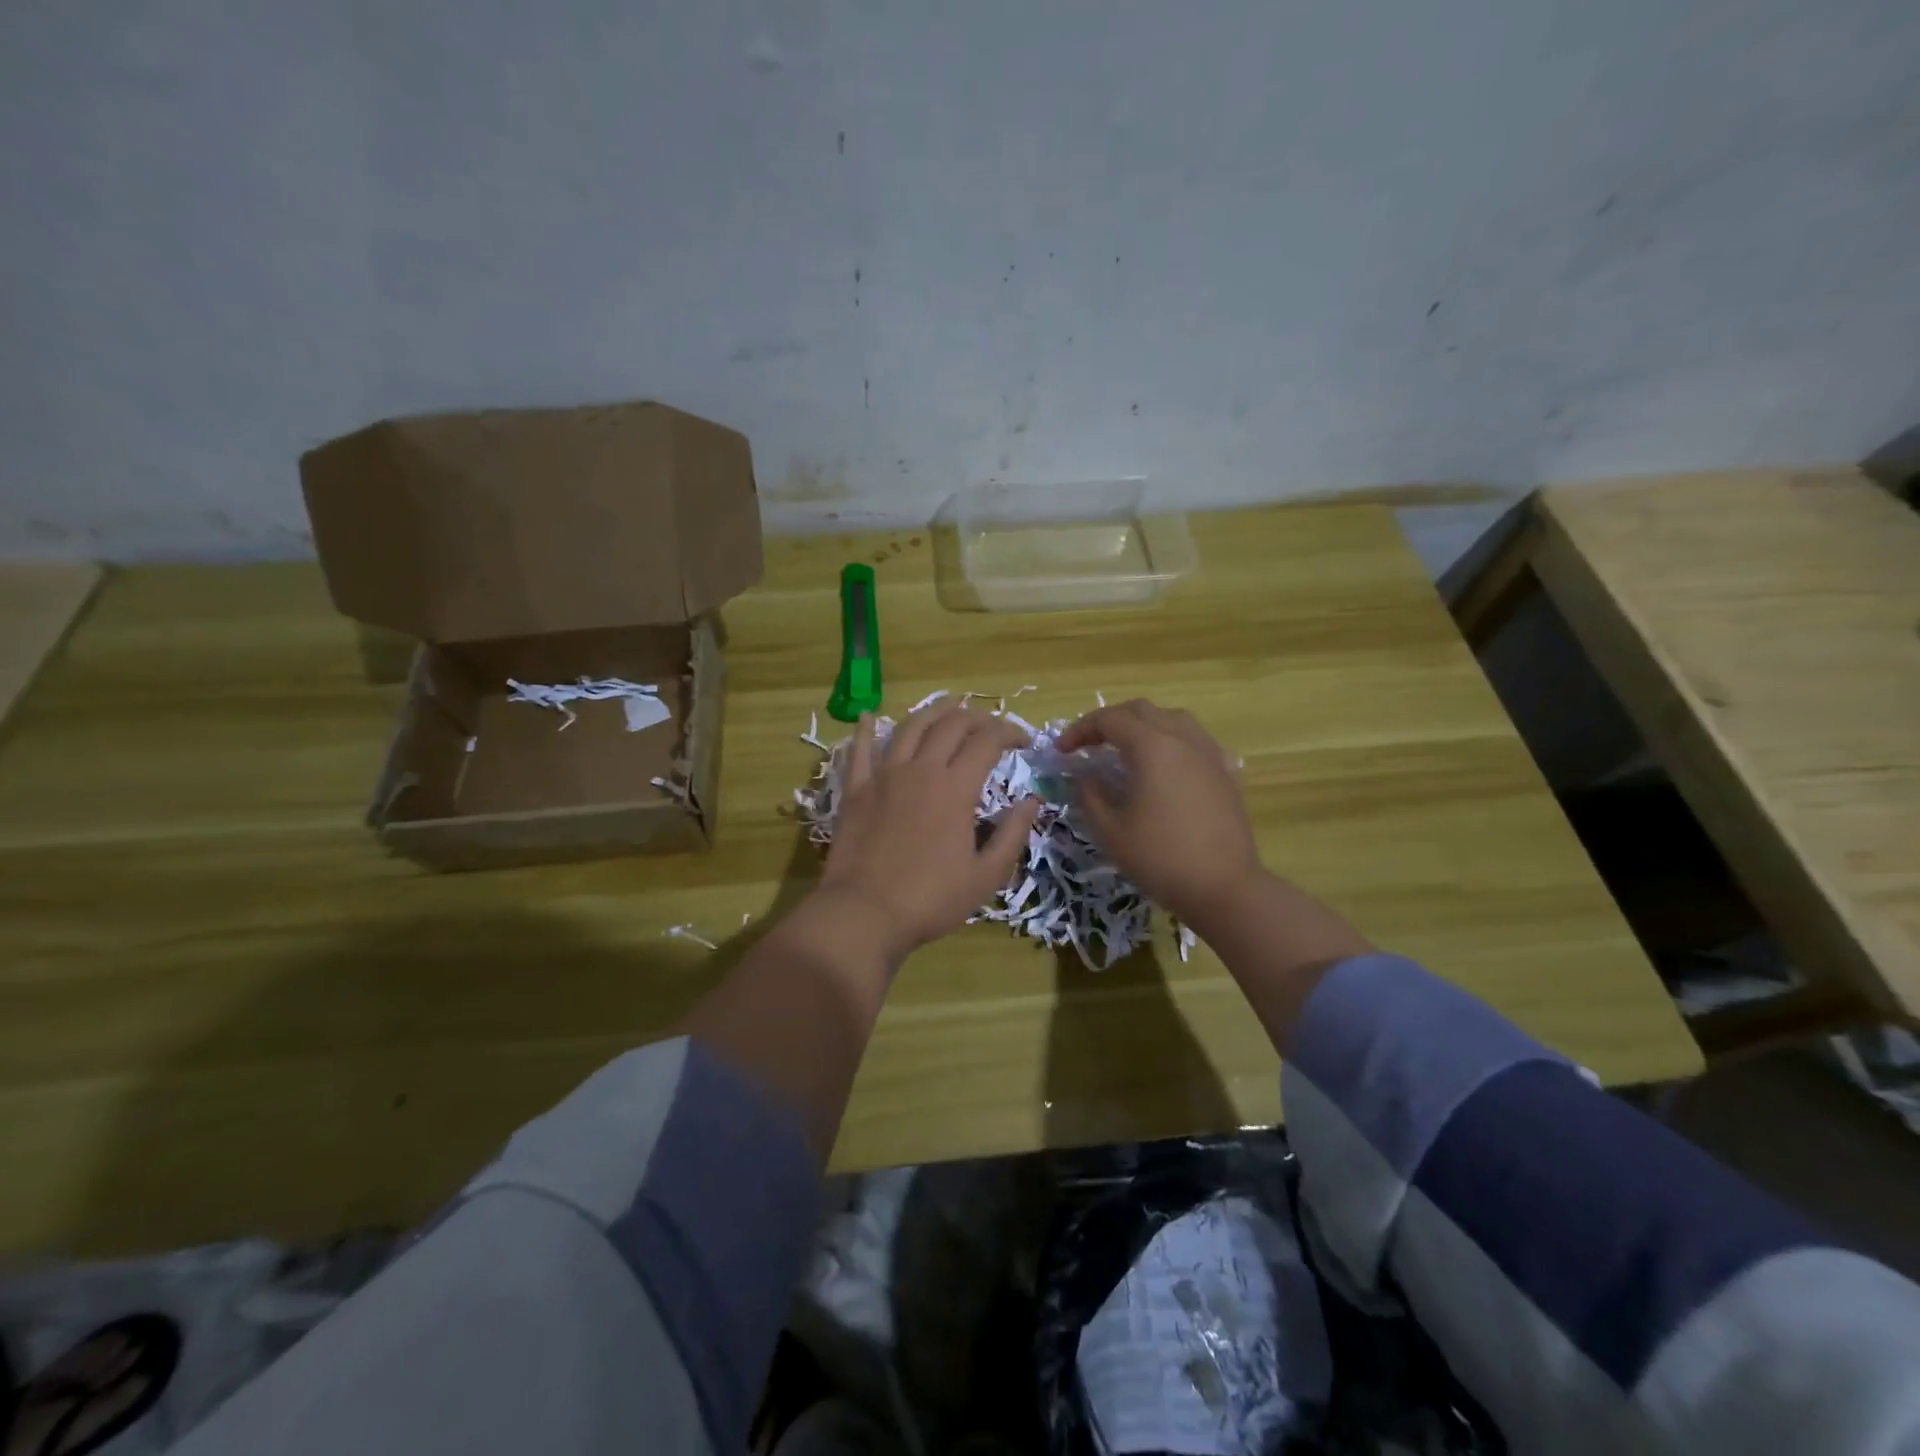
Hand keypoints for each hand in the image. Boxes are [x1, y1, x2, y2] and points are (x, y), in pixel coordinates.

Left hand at [821, 700, 1041, 962]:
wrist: (865, 913)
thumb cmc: (931, 900)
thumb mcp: (986, 876)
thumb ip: (1012, 834)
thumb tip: (1032, 801)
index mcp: (956, 787)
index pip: (988, 740)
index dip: (1010, 732)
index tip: (1025, 741)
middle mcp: (920, 769)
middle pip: (951, 725)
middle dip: (977, 717)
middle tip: (991, 726)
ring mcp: (883, 775)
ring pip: (910, 728)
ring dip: (933, 712)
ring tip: (948, 707)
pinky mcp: (855, 789)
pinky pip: (860, 750)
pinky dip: (866, 730)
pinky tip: (869, 717)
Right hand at [1055, 699, 1262, 930]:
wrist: (1224, 887)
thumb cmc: (1160, 858)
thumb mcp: (1110, 830)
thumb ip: (1090, 795)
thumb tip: (1084, 776)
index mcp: (1152, 747)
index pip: (1109, 720)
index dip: (1080, 730)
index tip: (1062, 751)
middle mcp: (1183, 739)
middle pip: (1141, 710)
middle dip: (1110, 721)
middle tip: (1089, 745)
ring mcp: (1209, 753)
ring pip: (1172, 719)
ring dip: (1143, 726)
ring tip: (1126, 750)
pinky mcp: (1225, 772)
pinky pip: (1195, 741)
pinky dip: (1172, 742)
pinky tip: (1166, 767)